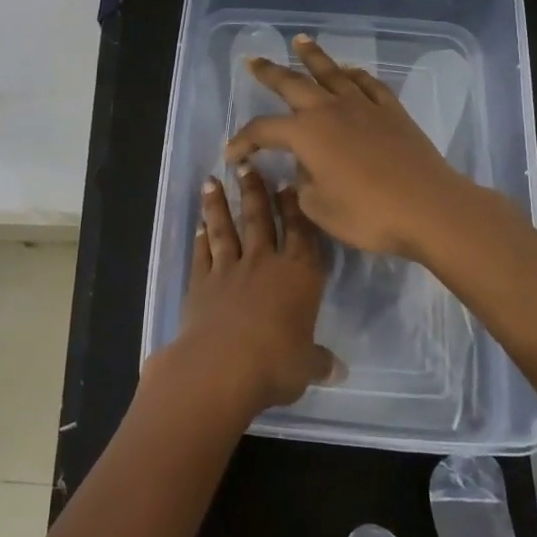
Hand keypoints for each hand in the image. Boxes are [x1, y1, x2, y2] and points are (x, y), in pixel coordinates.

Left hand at [160, 165, 335, 417]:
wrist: (221, 366)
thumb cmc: (276, 363)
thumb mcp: (306, 366)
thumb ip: (319, 361)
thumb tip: (338, 370)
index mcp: (299, 275)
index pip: (300, 233)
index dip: (294, 208)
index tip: (287, 184)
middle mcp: (264, 263)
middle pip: (259, 219)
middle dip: (254, 191)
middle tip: (246, 165)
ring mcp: (229, 269)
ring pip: (225, 228)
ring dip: (218, 205)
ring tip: (212, 181)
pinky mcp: (201, 282)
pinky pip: (203, 253)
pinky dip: (200, 238)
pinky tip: (199, 225)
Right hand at [223, 35, 474, 258]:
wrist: (428, 207)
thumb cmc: (367, 213)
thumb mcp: (319, 208)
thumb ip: (302, 184)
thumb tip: (304, 168)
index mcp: (306, 133)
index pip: (263, 130)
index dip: (243, 141)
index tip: (232, 154)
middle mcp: (330, 110)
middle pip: (292, 84)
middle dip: (269, 72)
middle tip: (253, 60)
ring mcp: (364, 106)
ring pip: (332, 72)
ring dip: (313, 56)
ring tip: (300, 41)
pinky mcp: (392, 111)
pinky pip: (368, 84)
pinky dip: (355, 74)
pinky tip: (350, 71)